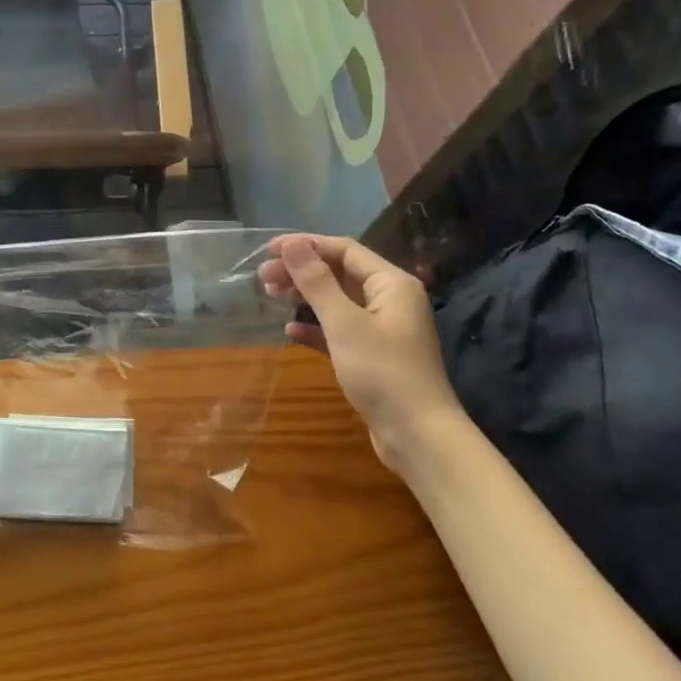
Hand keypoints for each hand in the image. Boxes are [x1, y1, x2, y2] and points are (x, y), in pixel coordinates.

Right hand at [258, 235, 457, 472]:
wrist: (418, 436)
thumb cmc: (383, 372)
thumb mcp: (344, 323)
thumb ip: (317, 282)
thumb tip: (292, 244)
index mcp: (391, 283)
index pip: (344, 250)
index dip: (306, 245)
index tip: (268, 250)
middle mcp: (390, 299)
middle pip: (340, 273)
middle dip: (301, 271)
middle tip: (263, 277)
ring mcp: (383, 328)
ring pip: (337, 300)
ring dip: (305, 296)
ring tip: (271, 295)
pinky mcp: (373, 355)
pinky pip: (340, 329)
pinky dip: (316, 326)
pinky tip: (291, 330)